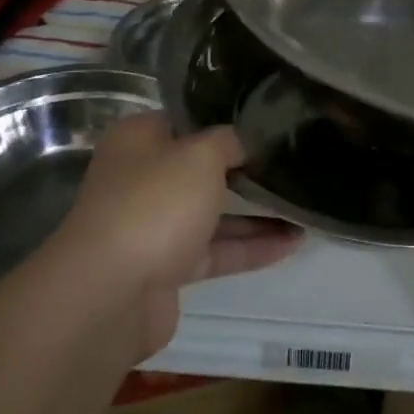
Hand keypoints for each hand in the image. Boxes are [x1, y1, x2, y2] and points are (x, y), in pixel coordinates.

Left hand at [53, 113, 300, 356]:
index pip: (187, 120)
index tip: (267, 120)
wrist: (110, 294)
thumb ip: (229, 141)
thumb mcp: (200, 155)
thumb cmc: (155, 204)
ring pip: (211, 212)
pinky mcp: (166, 268)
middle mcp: (142, 178)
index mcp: (139, 140)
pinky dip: (250, 247)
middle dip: (244, 167)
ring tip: (303, 205)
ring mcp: (153, 225)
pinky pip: (215, 250)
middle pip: (200, 167)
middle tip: (290, 160)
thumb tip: (244, 141)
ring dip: (255, 212)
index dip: (225, 118)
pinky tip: (292, 243)